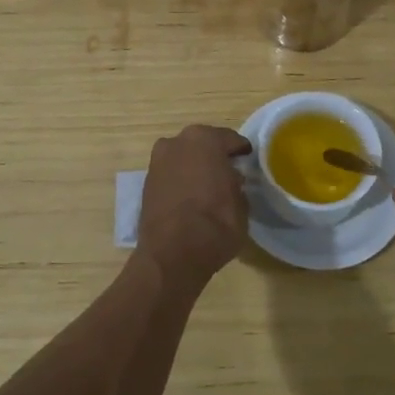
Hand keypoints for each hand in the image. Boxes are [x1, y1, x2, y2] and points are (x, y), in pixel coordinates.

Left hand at [135, 125, 252, 288]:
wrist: (171, 255)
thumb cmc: (215, 224)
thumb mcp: (241, 204)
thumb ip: (236, 185)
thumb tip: (231, 181)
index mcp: (206, 140)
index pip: (230, 139)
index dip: (241, 151)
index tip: (247, 161)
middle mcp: (178, 141)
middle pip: (203, 144)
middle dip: (215, 155)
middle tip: (228, 172)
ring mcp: (158, 160)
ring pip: (184, 156)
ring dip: (195, 166)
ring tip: (208, 186)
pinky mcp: (146, 181)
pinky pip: (171, 173)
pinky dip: (180, 179)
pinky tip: (190, 196)